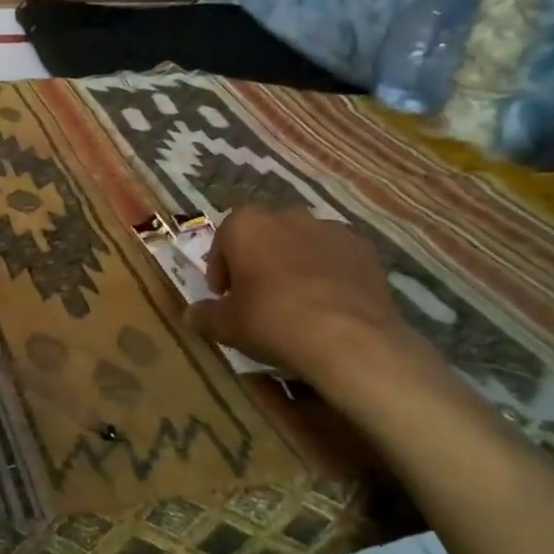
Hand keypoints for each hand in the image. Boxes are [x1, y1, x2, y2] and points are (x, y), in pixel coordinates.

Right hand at [184, 206, 440, 409]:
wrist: (348, 338)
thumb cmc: (272, 321)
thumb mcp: (227, 326)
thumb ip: (205, 315)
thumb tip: (190, 315)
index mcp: (246, 224)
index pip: (223, 241)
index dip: (221, 270)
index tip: (223, 297)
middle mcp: (287, 215)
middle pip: (263, 235)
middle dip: (257, 259)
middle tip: (257, 295)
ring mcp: (329, 228)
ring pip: (301, 242)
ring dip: (293, 263)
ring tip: (296, 300)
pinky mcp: (363, 248)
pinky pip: (334, 256)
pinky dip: (327, 271)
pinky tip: (328, 303)